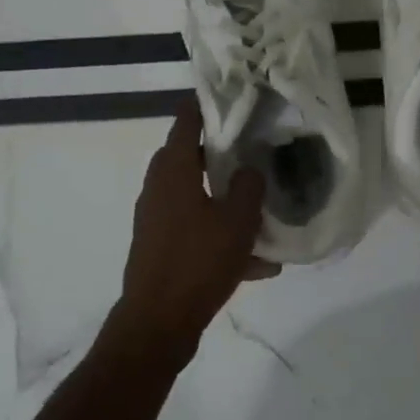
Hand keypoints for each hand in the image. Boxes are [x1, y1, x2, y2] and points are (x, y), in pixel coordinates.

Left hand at [112, 98, 277, 357]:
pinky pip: (196, 230)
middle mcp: (158, 188)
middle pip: (190, 158)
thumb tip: (251, 169)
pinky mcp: (161, 247)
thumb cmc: (198, 262)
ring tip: (262, 214)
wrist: (158, 323)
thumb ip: (249, 187)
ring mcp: (156, 219)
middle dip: (222, 155)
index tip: (231, 96)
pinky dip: (221, 237)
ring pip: (197, 197)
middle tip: (254, 151)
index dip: (206, 104)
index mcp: (172, 170)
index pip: (186, 120)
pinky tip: (258, 264)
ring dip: (226, 202)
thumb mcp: (237, 222)